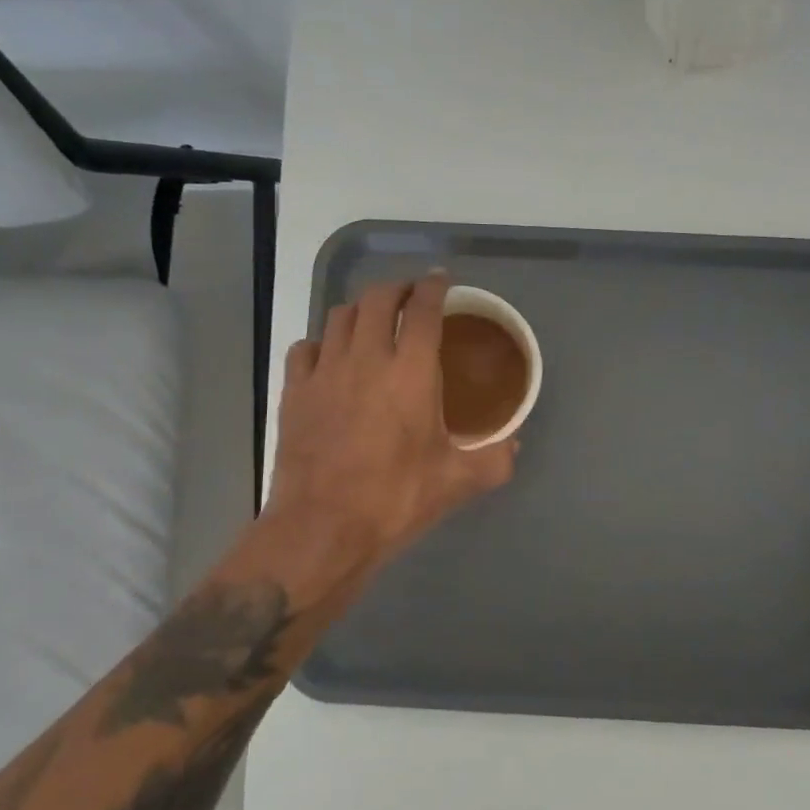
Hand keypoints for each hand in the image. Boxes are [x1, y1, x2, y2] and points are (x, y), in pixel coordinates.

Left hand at [258, 273, 517, 612]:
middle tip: (411, 299)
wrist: (322, 528)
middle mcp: (367, 358)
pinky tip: (331, 358)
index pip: (423, 309)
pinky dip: (322, 343)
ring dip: (361, 310)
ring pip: (340, 316)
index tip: (441, 281)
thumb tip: (514, 446)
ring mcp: (325, 372)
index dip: (433, 287)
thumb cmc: (396, 499)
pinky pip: (305, 348)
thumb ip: (494, 460)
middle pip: (378, 299)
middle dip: (397, 289)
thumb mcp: (458, 482)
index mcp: (412, 372)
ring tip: (373, 322)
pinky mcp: (294, 392)